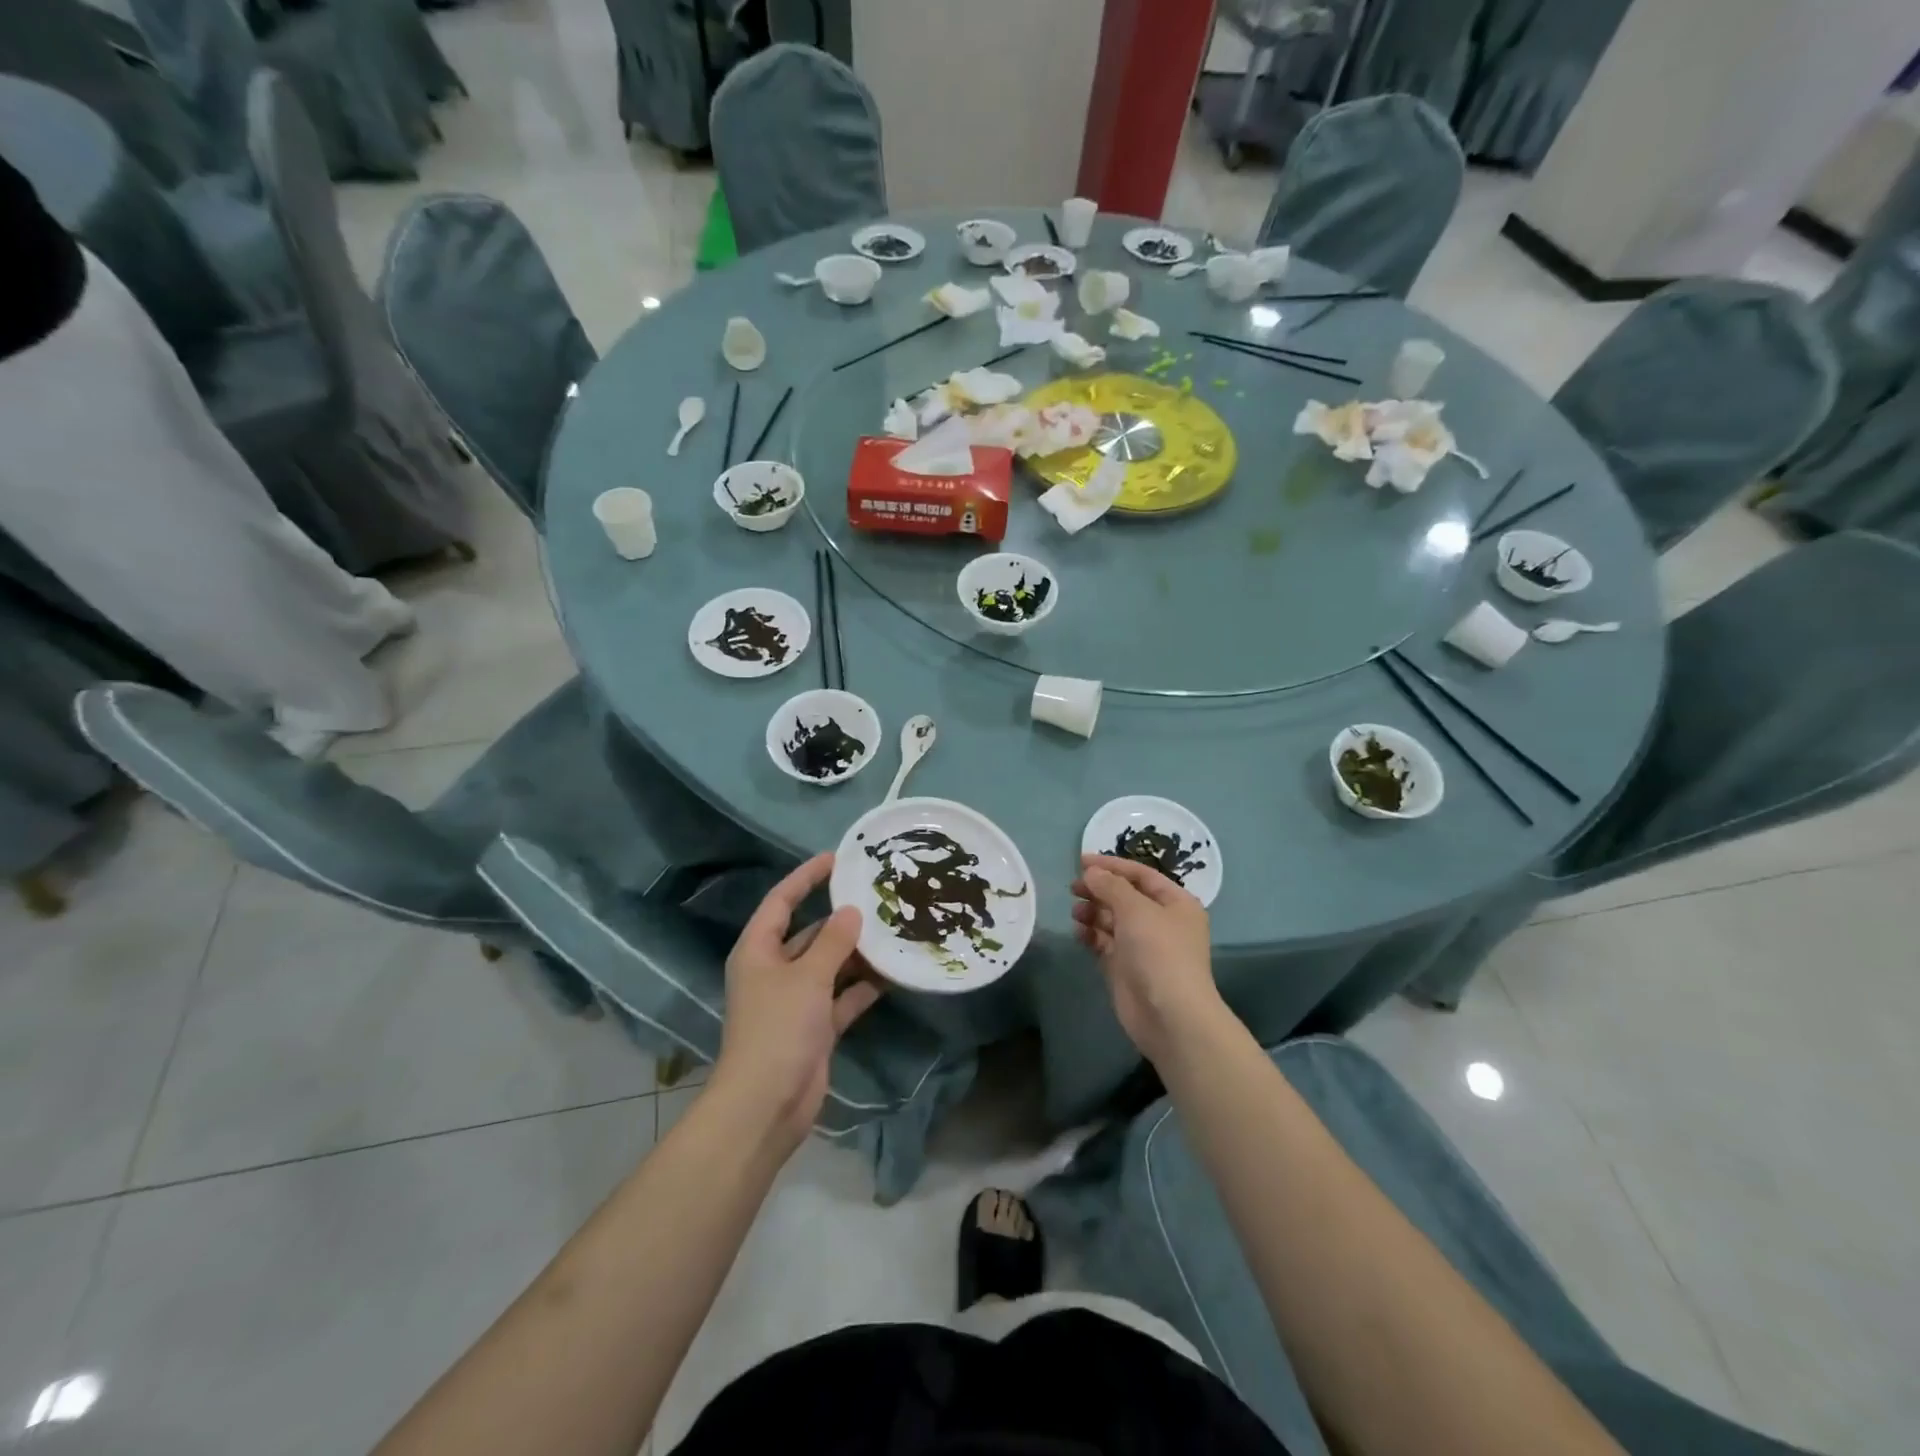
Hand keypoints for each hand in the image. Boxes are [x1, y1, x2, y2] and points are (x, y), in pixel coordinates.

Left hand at [711, 853, 880, 1144]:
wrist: (767, 1104)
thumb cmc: (778, 1028)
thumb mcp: (807, 977)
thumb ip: (833, 942)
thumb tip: (852, 911)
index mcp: (759, 950)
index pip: (781, 901)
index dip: (806, 877)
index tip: (836, 858)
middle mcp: (775, 970)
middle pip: (809, 933)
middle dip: (841, 918)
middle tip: (878, 896)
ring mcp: (795, 1000)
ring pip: (830, 965)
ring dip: (856, 953)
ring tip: (893, 929)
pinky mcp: (815, 1027)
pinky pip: (842, 997)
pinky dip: (863, 986)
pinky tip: (893, 973)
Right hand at [1071, 854, 1225, 1065]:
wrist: (1169, 1015)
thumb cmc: (1159, 952)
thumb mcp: (1136, 909)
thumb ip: (1111, 886)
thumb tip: (1091, 873)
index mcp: (1175, 903)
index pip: (1141, 875)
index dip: (1112, 866)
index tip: (1081, 861)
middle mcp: (1160, 922)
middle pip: (1125, 896)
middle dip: (1099, 890)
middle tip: (1074, 888)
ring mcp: (1143, 946)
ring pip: (1112, 919)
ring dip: (1093, 912)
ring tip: (1076, 912)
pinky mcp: (1125, 967)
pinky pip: (1105, 942)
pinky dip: (1091, 935)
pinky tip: (1078, 932)